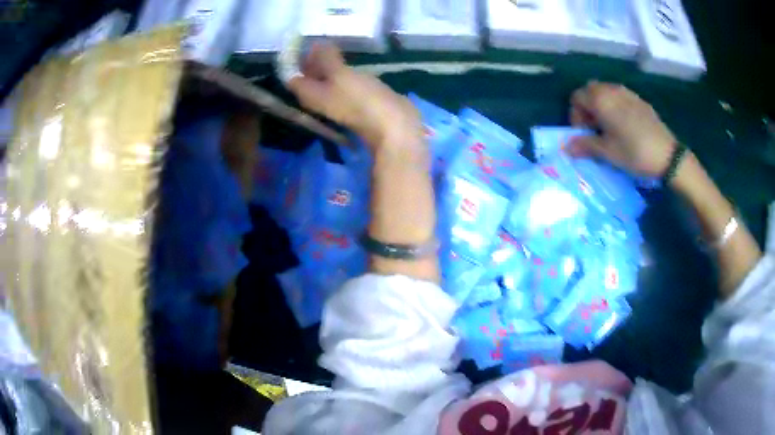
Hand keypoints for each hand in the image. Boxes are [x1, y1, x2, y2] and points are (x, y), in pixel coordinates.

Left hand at [288, 43, 421, 149]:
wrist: (393, 125)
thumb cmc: (362, 100)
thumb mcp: (340, 74)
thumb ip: (325, 58)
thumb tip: (316, 44)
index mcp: (309, 95)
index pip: (292, 75)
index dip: (293, 58)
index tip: (301, 40)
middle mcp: (319, 97)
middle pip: (309, 75)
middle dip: (312, 58)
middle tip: (319, 38)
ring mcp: (338, 97)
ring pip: (326, 76)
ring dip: (328, 61)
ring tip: (332, 43)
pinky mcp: (355, 96)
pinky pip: (343, 78)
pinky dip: (342, 67)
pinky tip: (348, 56)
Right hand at [567, 81, 676, 177]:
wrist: (668, 155)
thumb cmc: (634, 152)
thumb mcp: (607, 152)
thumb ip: (585, 145)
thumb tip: (567, 147)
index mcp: (600, 99)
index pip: (576, 98)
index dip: (576, 116)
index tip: (584, 134)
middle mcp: (611, 89)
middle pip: (590, 92)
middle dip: (588, 109)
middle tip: (595, 130)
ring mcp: (627, 93)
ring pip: (606, 93)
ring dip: (602, 108)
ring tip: (610, 130)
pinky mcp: (639, 100)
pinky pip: (620, 97)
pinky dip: (616, 107)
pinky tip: (625, 127)